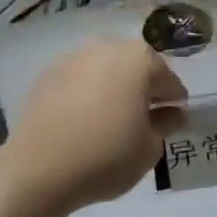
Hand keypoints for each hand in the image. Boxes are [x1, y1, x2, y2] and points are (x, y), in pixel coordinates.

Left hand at [3, 39, 186, 216]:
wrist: (41, 168)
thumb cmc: (108, 155)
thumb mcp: (150, 146)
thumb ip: (166, 123)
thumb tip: (172, 113)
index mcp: (139, 59)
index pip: (168, 79)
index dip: (174, 100)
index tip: (175, 119)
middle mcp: (105, 48)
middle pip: (134, 67)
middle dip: (143, 89)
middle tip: (146, 118)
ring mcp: (72, 59)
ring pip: (104, 71)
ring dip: (114, 89)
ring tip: (114, 120)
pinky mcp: (46, 76)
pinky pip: (79, 82)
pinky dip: (88, 95)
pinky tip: (87, 121)